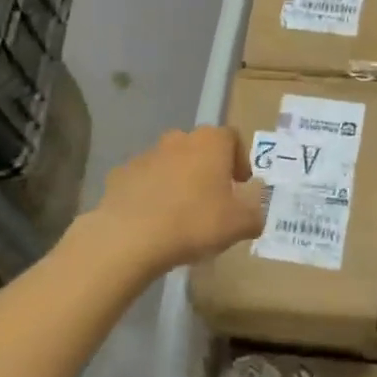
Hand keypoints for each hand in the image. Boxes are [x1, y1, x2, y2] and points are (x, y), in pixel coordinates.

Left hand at [85, 127, 266, 275]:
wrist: (130, 237)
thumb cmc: (195, 222)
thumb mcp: (241, 224)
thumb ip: (255, 213)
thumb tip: (254, 210)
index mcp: (211, 142)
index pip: (233, 138)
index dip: (240, 161)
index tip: (240, 187)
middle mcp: (178, 139)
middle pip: (200, 149)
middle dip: (208, 170)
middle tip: (213, 202)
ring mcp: (146, 154)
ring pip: (171, 163)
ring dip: (179, 181)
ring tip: (181, 215)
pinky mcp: (120, 174)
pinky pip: (145, 180)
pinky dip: (152, 194)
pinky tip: (154, 221)